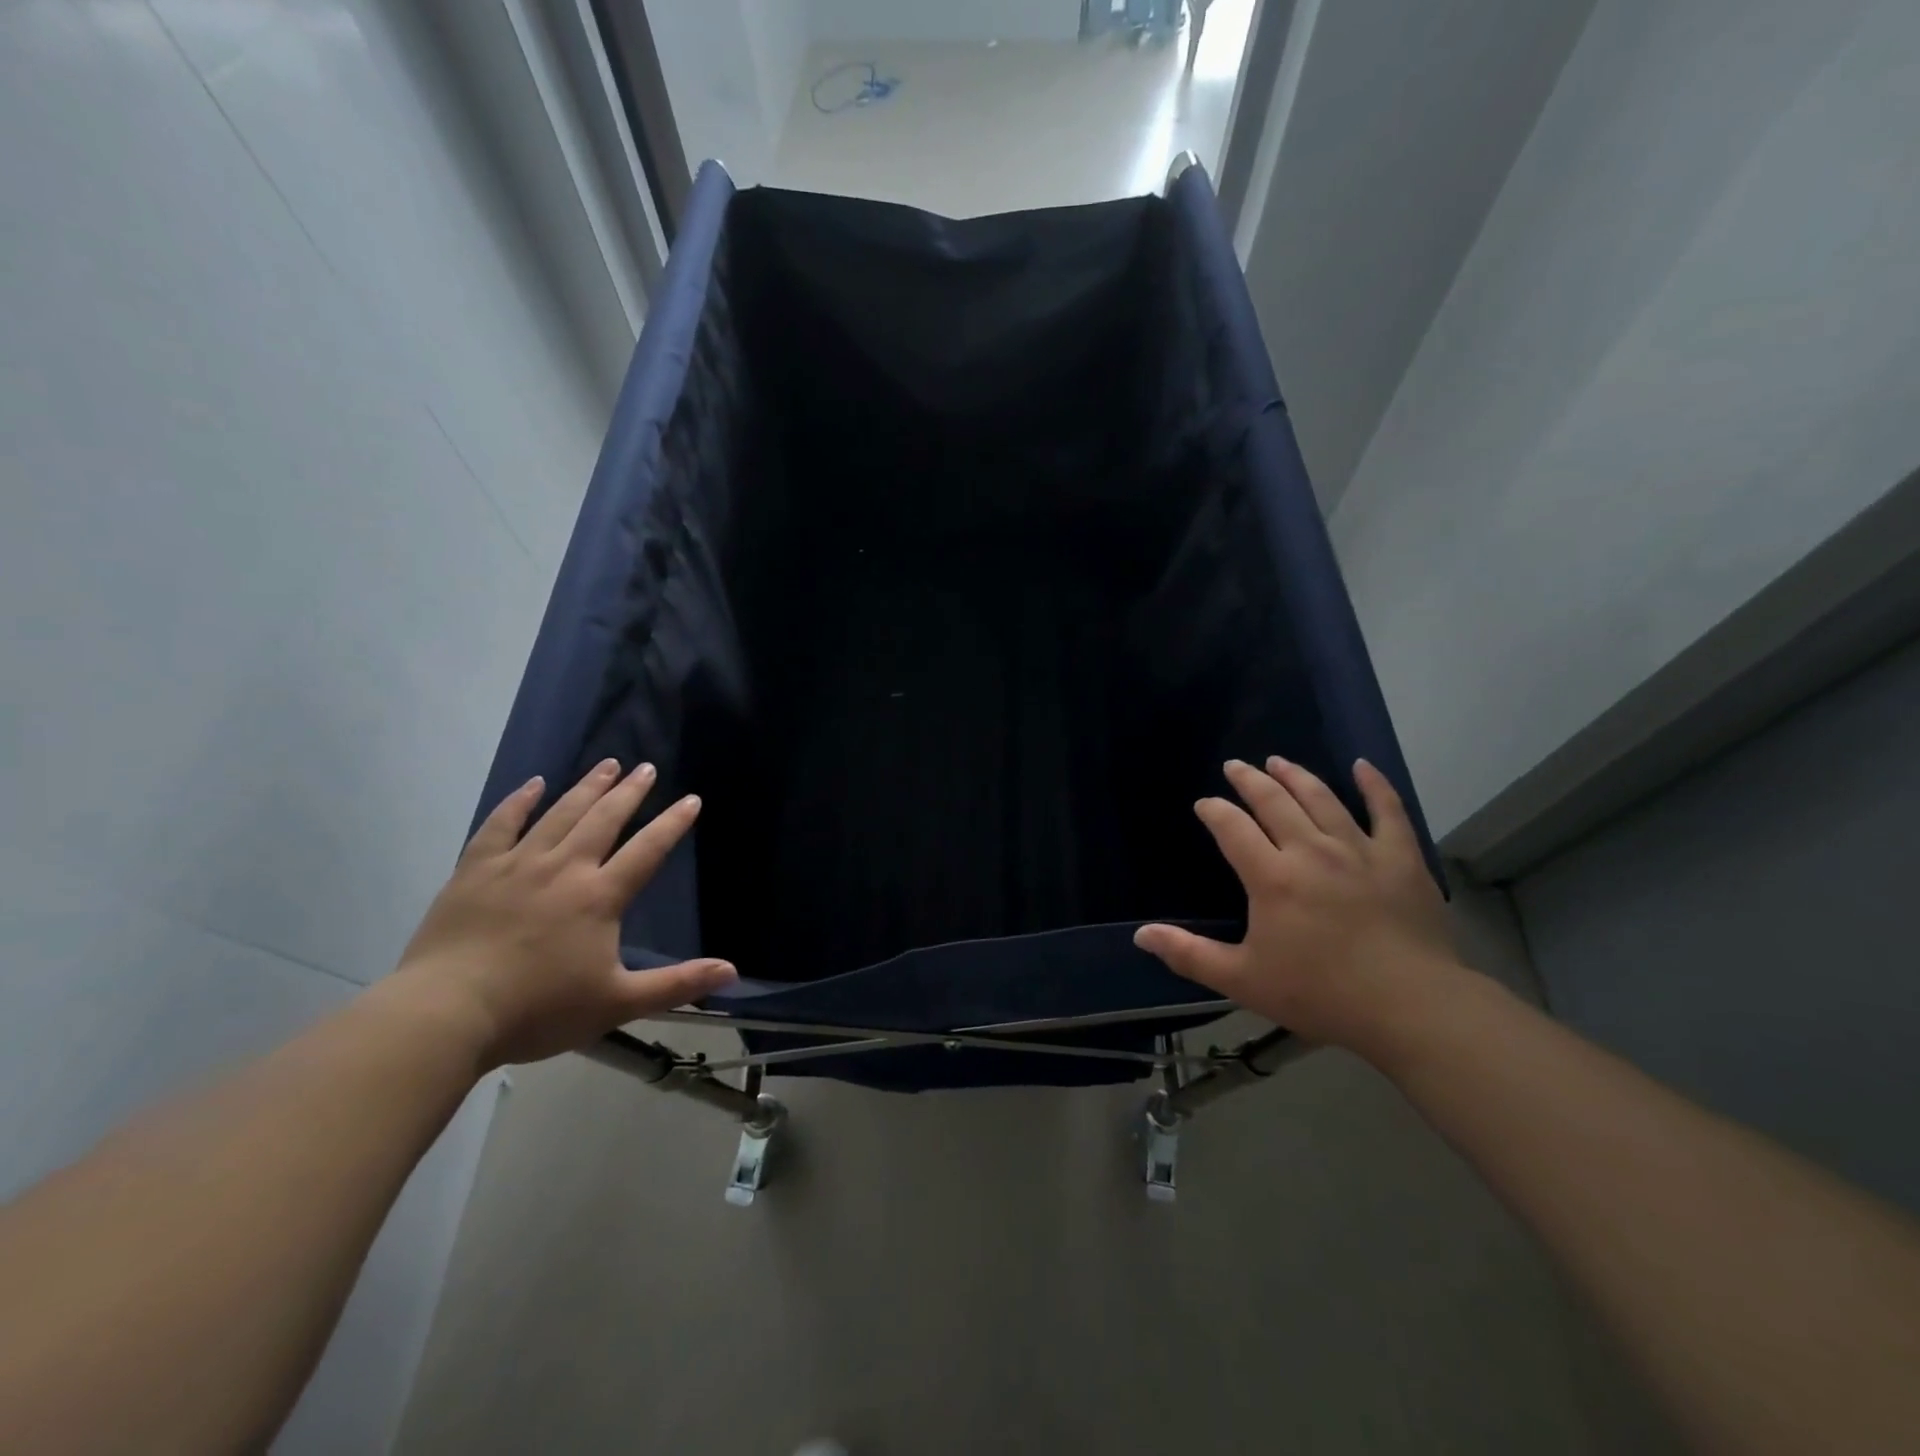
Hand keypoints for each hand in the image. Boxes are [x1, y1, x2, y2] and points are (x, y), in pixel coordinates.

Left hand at [389, 760, 736, 1066]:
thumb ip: (677, 984)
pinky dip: (518, 802)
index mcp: (599, 896)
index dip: (672, 823)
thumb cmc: (538, 1010)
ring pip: (559, 814)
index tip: (691, 799)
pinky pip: (500, 825)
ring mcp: (516, 865)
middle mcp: (563, 868)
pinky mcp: (475, 871)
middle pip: (604, 819)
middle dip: (630, 792)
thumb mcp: (618, 1003)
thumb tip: (732, 972)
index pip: (647, 850)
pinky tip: (532, 785)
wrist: (446, 1015)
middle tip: (647, 768)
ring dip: (586, 787)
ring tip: (607, 765)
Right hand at [1134, 757, 1459, 1053]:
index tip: (1204, 804)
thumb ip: (1190, 954)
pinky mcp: (1401, 859)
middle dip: (1249, 781)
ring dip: (1296, 776)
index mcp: (1272, 876)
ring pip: (1322, 798)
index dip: (1214, 811)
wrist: (1411, 1008)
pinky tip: (1362, 767)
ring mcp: (1360, 850)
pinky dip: (1374, 785)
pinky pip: (1388, 810)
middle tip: (1235, 766)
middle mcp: (1311, 850)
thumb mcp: (1243, 980)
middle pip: (1274, 801)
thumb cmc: (1321, 994)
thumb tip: (1141, 935)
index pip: (1232, 828)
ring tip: (1278, 761)